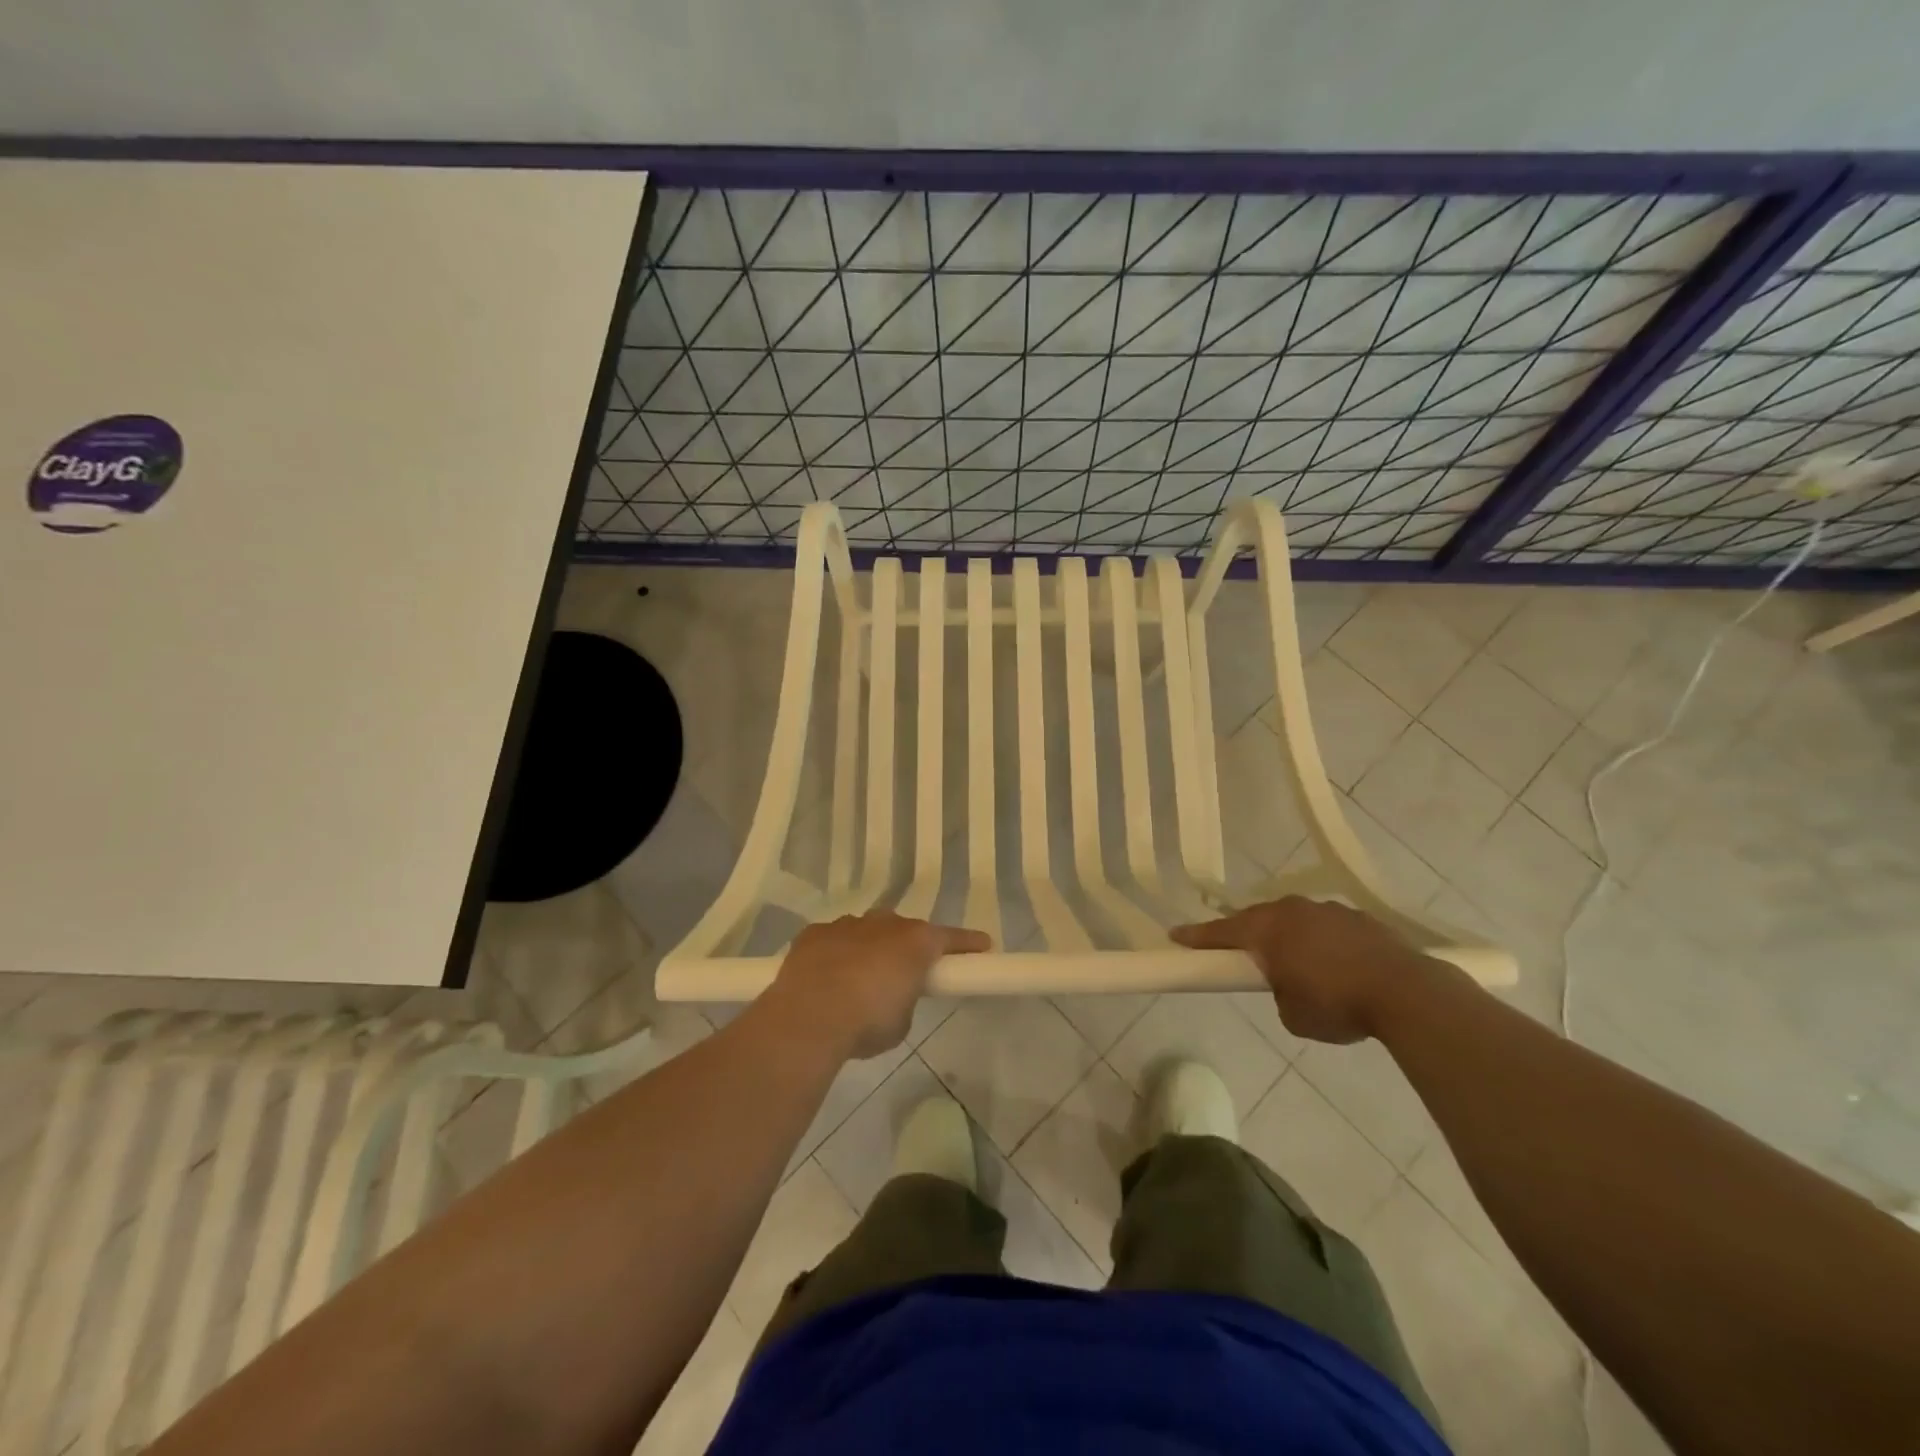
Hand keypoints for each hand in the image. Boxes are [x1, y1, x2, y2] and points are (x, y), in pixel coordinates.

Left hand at [763, 911, 990, 1059]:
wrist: (808, 1018)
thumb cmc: (867, 1022)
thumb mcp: (901, 1022)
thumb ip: (906, 999)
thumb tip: (894, 994)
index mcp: (915, 942)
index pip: (951, 938)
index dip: (968, 943)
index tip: (983, 946)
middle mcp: (884, 924)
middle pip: (904, 930)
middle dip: (907, 947)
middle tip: (905, 973)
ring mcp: (847, 925)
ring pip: (867, 931)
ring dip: (869, 950)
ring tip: (859, 981)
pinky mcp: (814, 933)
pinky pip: (834, 940)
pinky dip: (836, 954)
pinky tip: (826, 977)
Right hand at [1171, 897, 1440, 1043]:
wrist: (1407, 992)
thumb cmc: (1337, 1004)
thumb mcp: (1293, 1014)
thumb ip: (1279, 993)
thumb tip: (1288, 984)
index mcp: (1267, 929)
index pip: (1221, 931)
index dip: (1197, 937)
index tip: (1175, 936)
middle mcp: (1293, 910)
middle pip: (1258, 919)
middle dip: (1248, 935)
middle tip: (1241, 954)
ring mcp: (1329, 910)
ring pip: (1296, 920)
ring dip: (1290, 938)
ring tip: (1299, 966)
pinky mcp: (1360, 918)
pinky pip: (1328, 927)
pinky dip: (1324, 943)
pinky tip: (1338, 965)